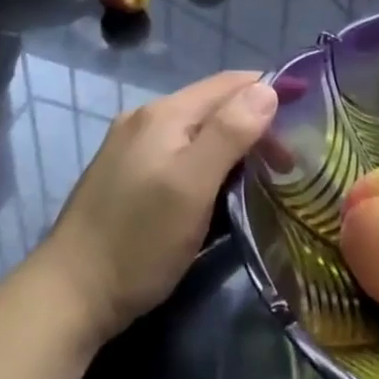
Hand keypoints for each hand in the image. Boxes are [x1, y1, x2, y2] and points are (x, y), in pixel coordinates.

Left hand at [40, 71, 277, 341]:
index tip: (309, 116)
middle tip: (289, 164)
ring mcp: (133, 148)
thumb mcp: (192, 185)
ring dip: (235, 145)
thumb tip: (268, 88)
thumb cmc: (139, 241)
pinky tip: (222, 188)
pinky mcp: (129, 176)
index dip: (271, 91)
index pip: (230, 83)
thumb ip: (229, 132)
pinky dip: (211, 163)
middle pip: (215, 106)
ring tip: (265, 176)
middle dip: (256, 124)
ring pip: (199, 132)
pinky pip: (182, 154)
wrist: (70, 295)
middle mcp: (146, 120)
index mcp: (164, 114)